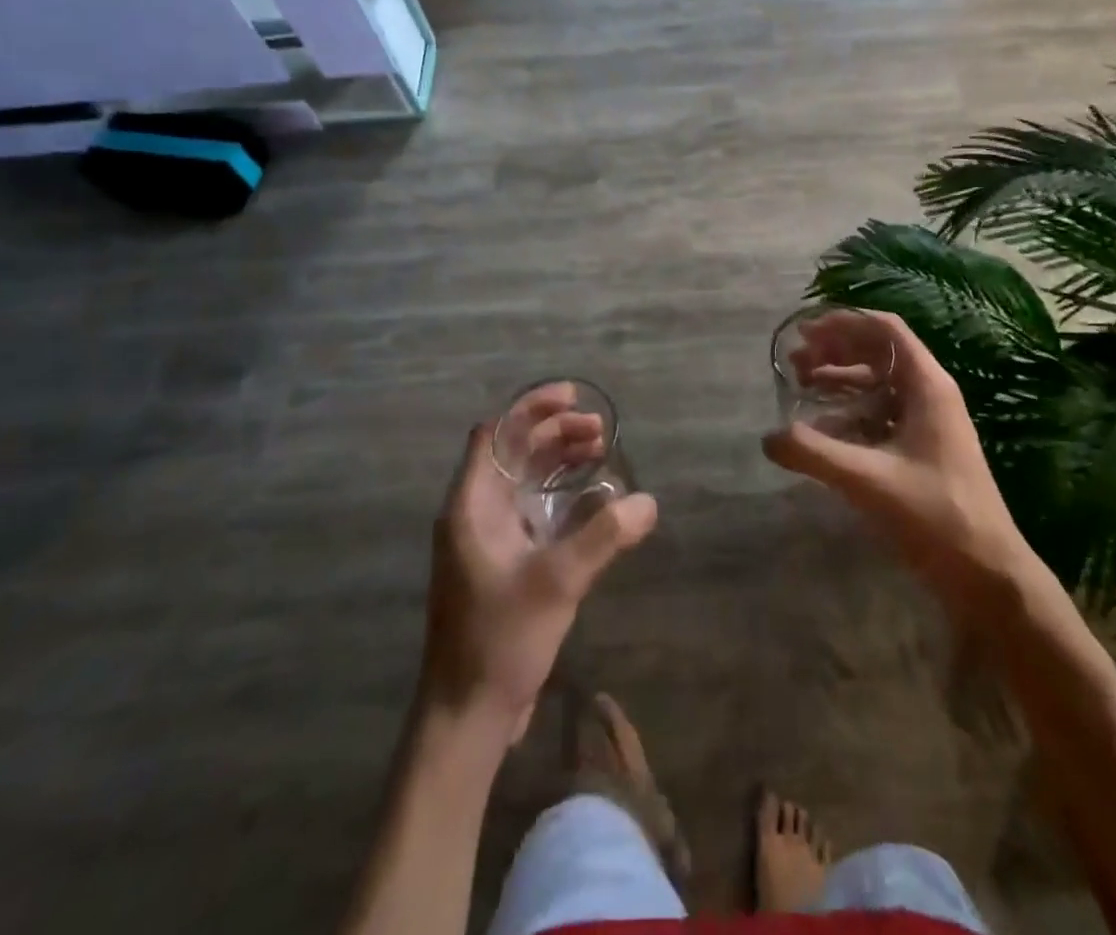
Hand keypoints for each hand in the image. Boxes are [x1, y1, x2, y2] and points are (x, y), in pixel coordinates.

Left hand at [419, 415, 656, 743]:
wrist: (467, 715)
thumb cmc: (499, 639)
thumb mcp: (556, 583)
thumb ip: (603, 537)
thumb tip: (648, 502)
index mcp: (471, 504)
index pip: (497, 433)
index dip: (532, 409)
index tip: (574, 399)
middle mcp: (475, 512)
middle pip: (515, 452)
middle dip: (555, 433)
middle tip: (600, 431)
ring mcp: (487, 537)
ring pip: (524, 480)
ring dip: (559, 461)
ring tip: (600, 452)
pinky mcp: (502, 561)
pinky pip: (531, 509)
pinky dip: (559, 494)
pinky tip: (593, 499)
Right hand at [763, 309, 1023, 606]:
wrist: (989, 575)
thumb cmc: (937, 516)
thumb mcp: (869, 480)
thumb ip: (815, 454)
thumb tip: (768, 437)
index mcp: (928, 386)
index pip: (885, 330)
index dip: (844, 322)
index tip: (806, 330)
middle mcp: (930, 394)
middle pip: (879, 352)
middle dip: (835, 349)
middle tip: (795, 360)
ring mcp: (928, 422)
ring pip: (878, 383)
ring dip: (840, 378)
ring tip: (801, 384)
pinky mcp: (922, 448)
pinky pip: (881, 413)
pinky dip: (850, 411)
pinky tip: (822, 427)